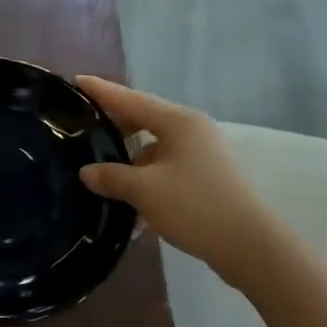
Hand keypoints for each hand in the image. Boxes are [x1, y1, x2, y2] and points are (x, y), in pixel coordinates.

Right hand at [75, 76, 286, 289]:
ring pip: (154, 147)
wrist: (249, 246)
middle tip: (81, 124)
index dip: (102, 91)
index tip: (77, 80)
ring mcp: (202, 154)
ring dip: (128, 157)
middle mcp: (191, 130)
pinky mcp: (205, 177)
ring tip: (99, 167)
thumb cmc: (194, 207)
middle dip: (114, 124)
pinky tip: (127, 198)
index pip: (130, 99)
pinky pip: (165, 167)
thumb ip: (112, 177)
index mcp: (178, 122)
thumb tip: (87, 172)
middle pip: (144, 119)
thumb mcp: (144, 191)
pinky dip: (145, 177)